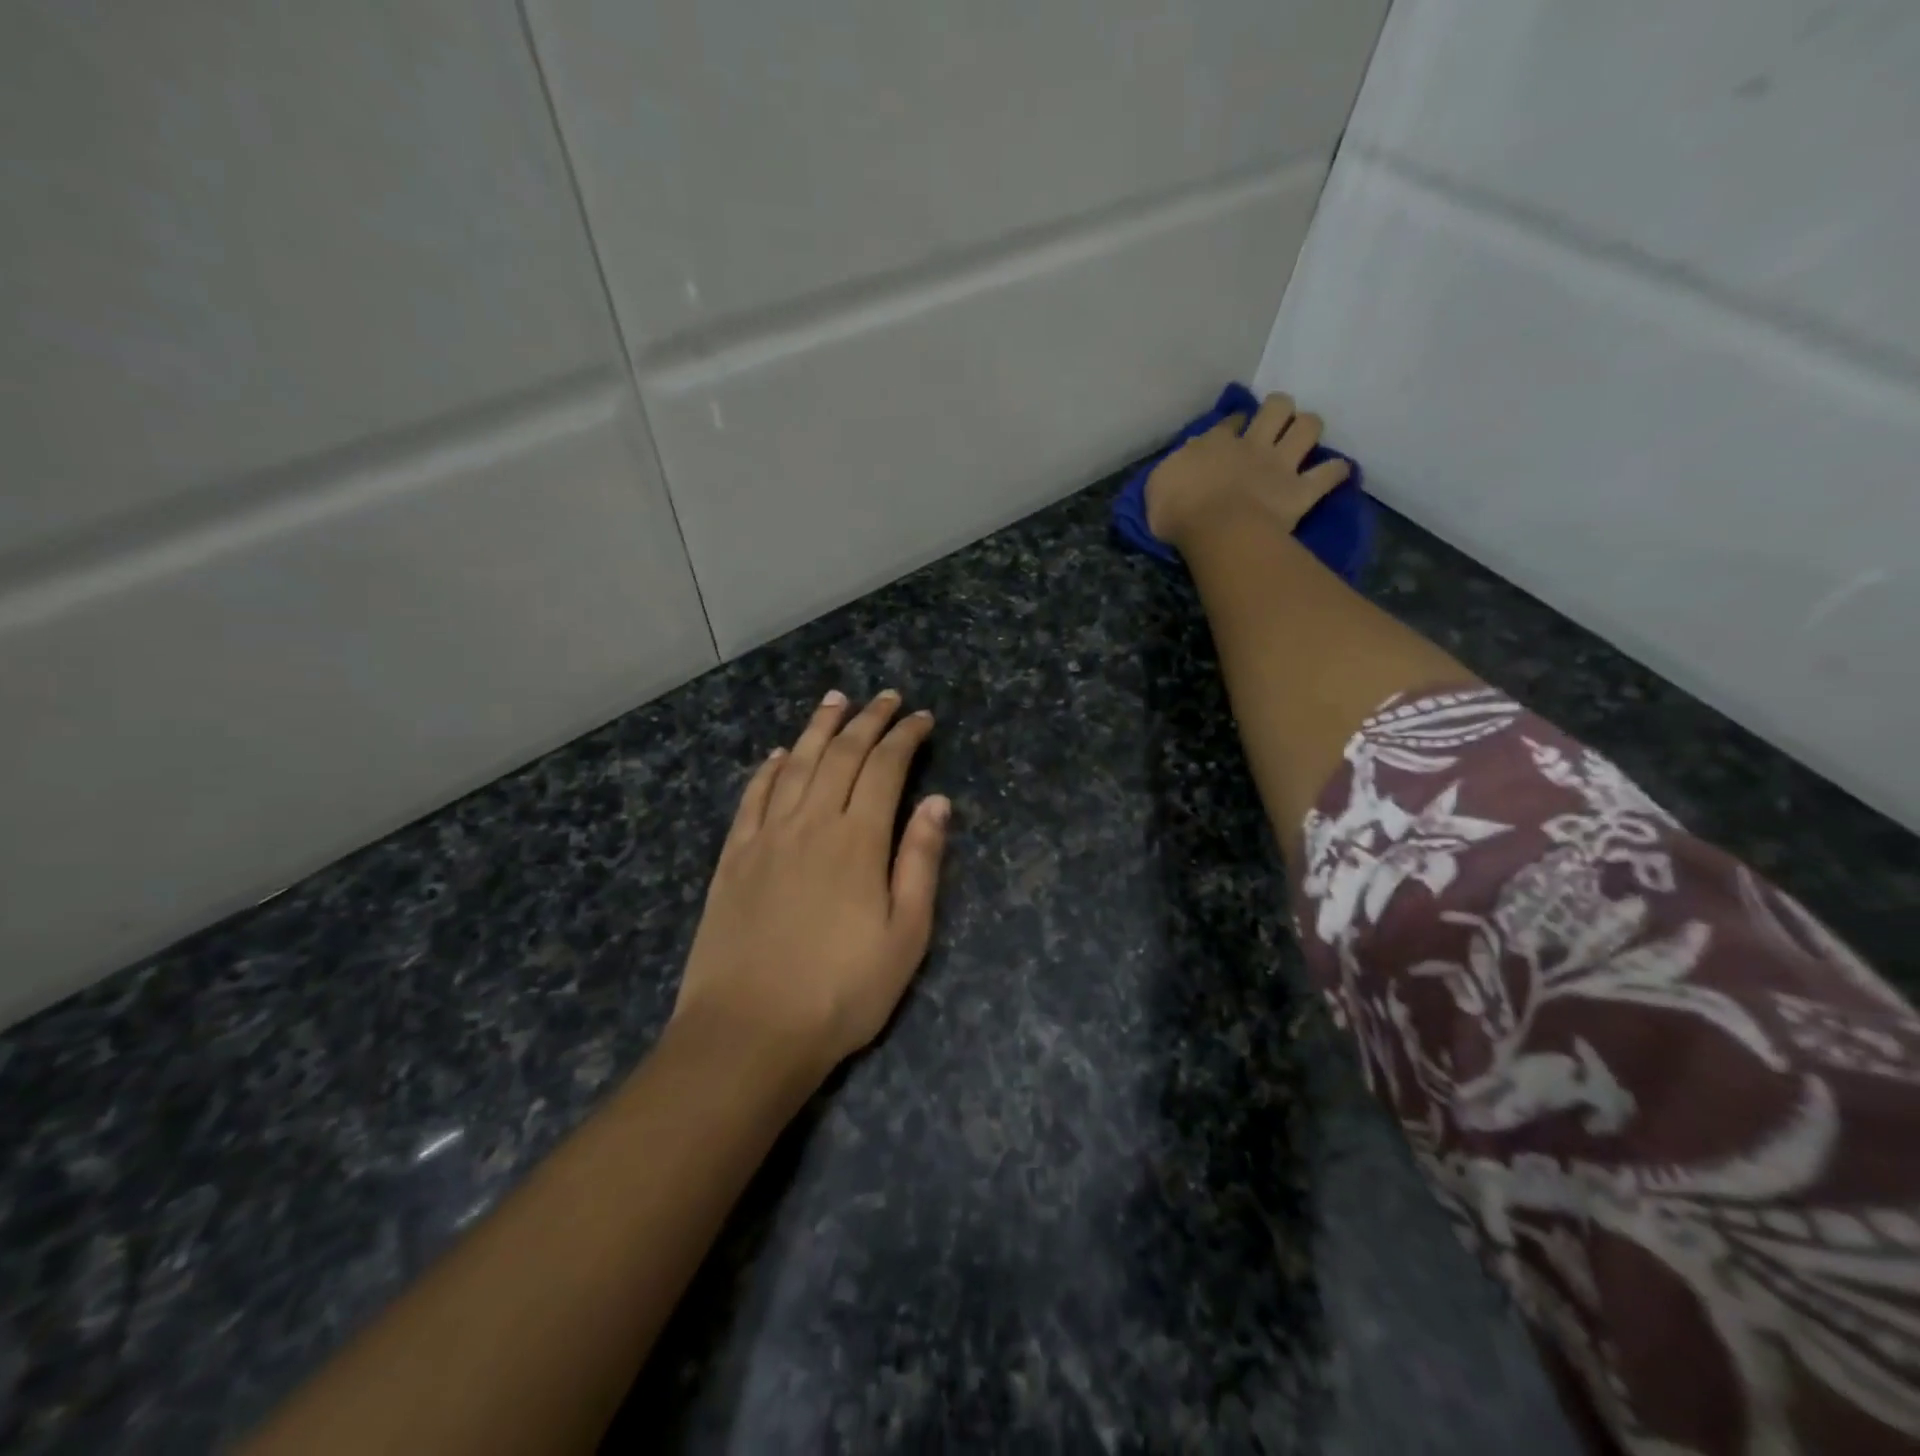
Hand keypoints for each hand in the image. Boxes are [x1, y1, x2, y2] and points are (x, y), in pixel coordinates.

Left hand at [671, 689, 950, 1082]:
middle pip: (841, 754)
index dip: (905, 736)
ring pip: (794, 764)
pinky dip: (767, 769)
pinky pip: (752, 797)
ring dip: (817, 728)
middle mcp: (810, 823)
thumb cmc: (840, 992)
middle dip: (867, 720)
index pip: (886, 768)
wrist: (748, 1033)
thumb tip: (937, 802)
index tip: (921, 717)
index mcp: (857, 840)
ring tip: (835, 701)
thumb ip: (920, 862)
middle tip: (886, 697)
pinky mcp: (732, 858)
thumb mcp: (905, 936)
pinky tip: (775, 755)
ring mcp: (765, 837)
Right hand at [1145, 393, 1350, 549]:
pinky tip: (1338, 471)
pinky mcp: (1300, 491)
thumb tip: (1189, 453)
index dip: (1235, 422)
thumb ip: (1176, 466)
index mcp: (1216, 444)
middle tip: (1276, 420)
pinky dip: (1336, 471)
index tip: (1236, 427)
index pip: (1230, 423)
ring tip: (1305, 435)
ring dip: (1309, 427)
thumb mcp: (1158, 484)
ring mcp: (1280, 466)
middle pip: (1277, 409)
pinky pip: (1329, 475)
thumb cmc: (1178, 511)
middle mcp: (1252, 445)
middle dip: (1279, 408)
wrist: (1216, 530)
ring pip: (1307, 428)